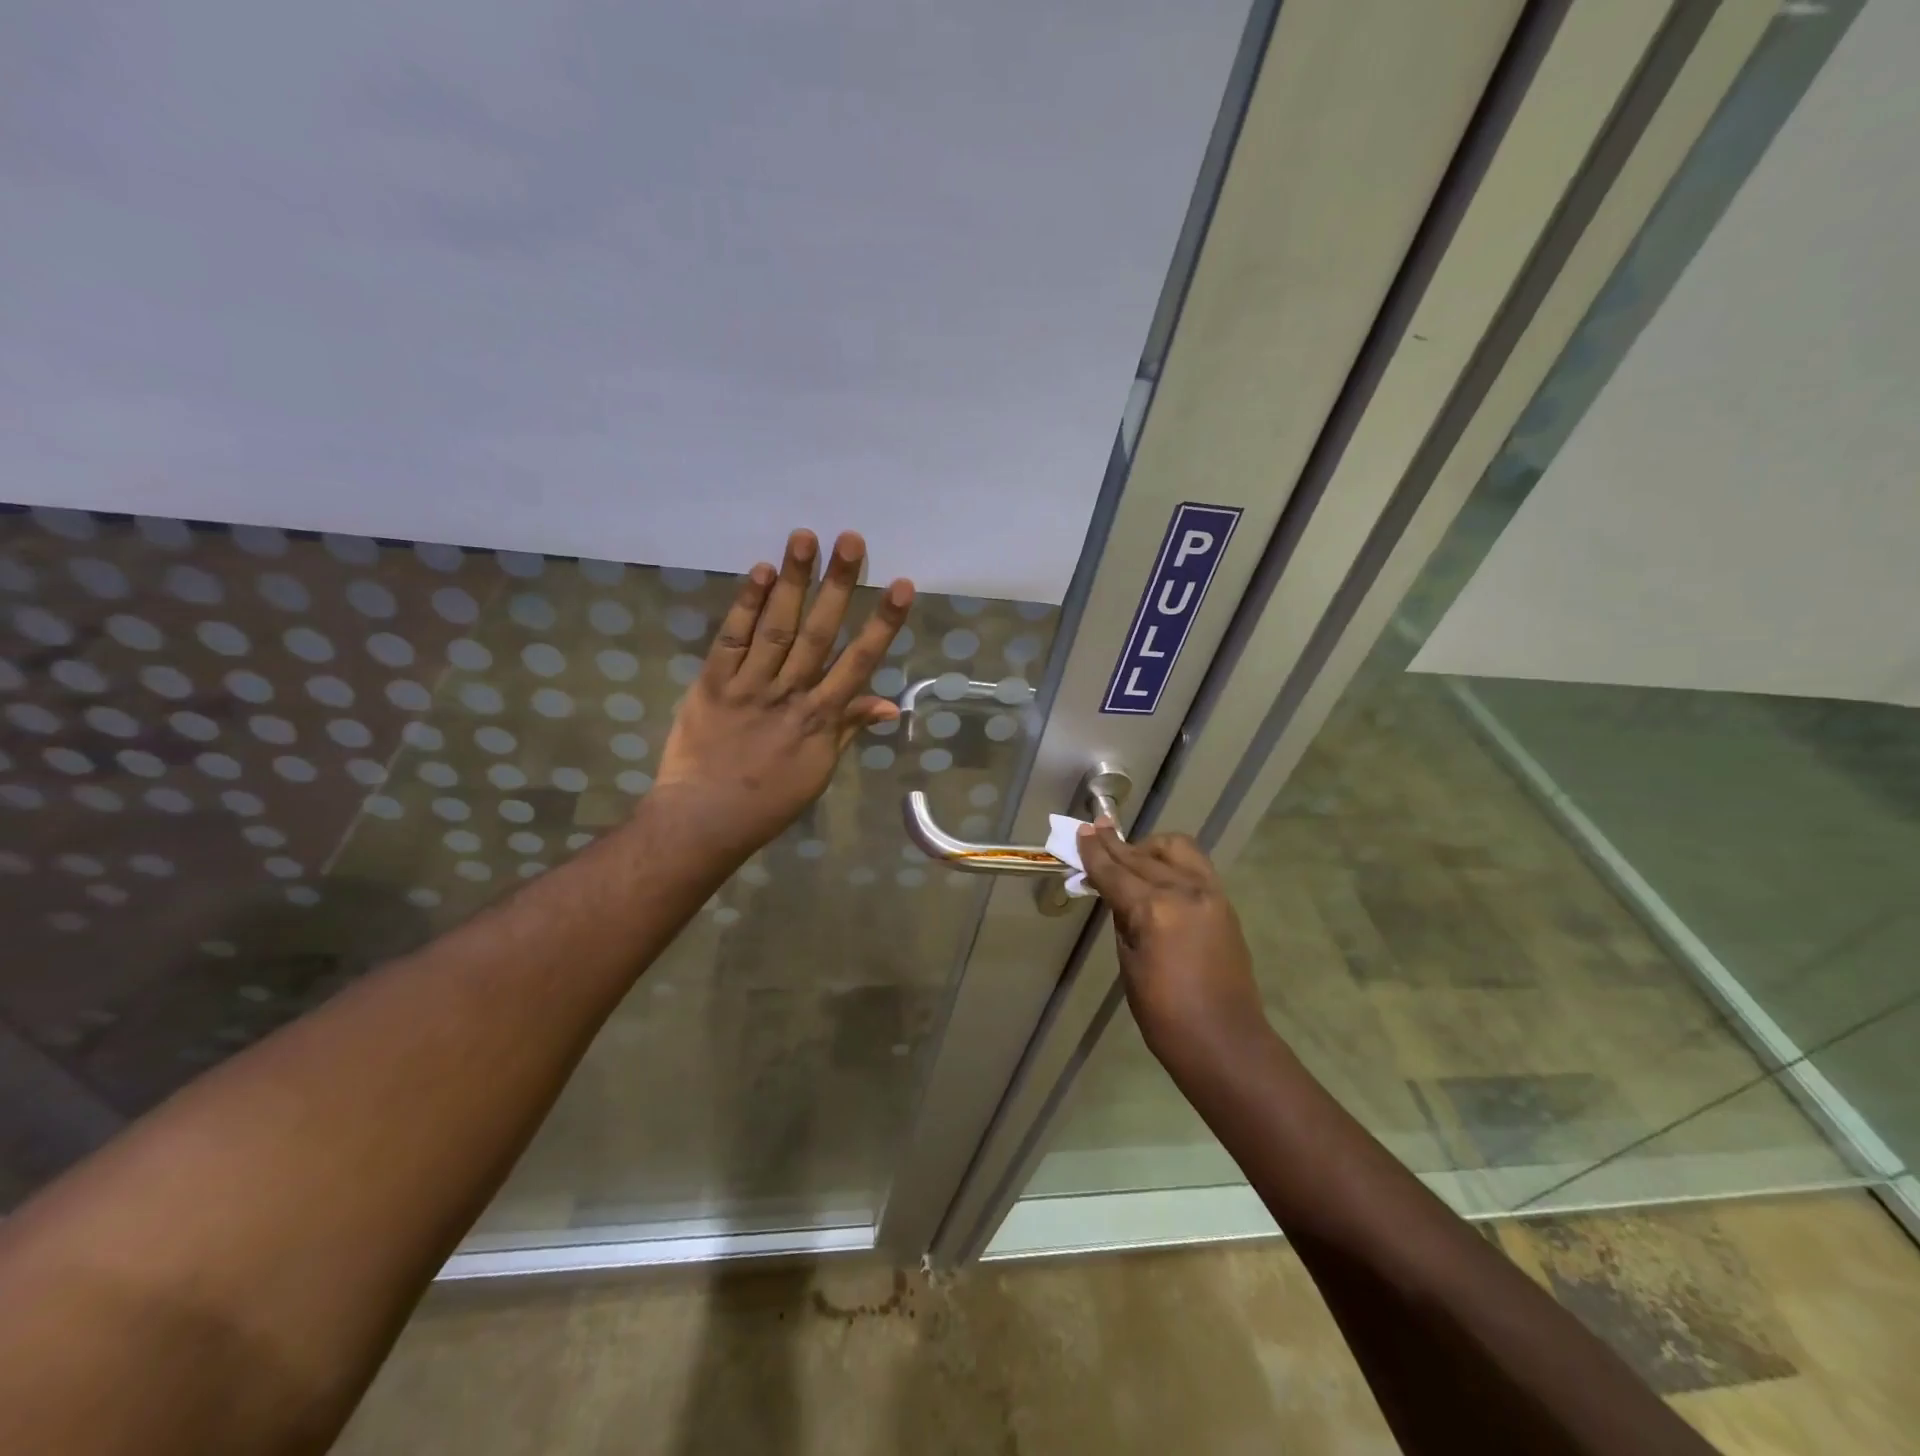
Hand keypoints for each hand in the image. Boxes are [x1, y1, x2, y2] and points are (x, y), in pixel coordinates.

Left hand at [652, 528, 913, 862]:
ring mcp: (749, 686)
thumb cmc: (770, 800)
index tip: (901, 585)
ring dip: (792, 581)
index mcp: (821, 717)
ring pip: (776, 627)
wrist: (705, 818)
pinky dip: (746, 606)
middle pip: (818, 632)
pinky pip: (731, 640)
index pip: (859, 662)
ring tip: (805, 538)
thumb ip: (850, 728)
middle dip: (837, 585)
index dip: (881, 623)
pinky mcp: (711, 684)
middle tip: (851, 540)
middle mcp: (790, 693)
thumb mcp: (820, 769)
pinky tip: (760, 573)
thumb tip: (891, 704)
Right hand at [1075, 824, 1265, 1061]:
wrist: (1225, 1042)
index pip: (1115, 873)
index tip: (1081, 831)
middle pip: (1141, 857)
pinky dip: (1172, 860)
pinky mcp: (1224, 902)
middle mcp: (1183, 891)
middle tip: (1095, 831)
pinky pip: (1194, 865)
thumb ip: (1123, 920)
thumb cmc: (1165, 1015)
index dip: (1094, 853)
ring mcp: (1209, 893)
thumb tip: (1117, 895)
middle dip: (1115, 845)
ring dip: (1148, 847)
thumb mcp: (1129, 965)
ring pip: (1175, 849)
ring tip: (1130, 855)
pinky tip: (1158, 870)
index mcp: (1154, 910)